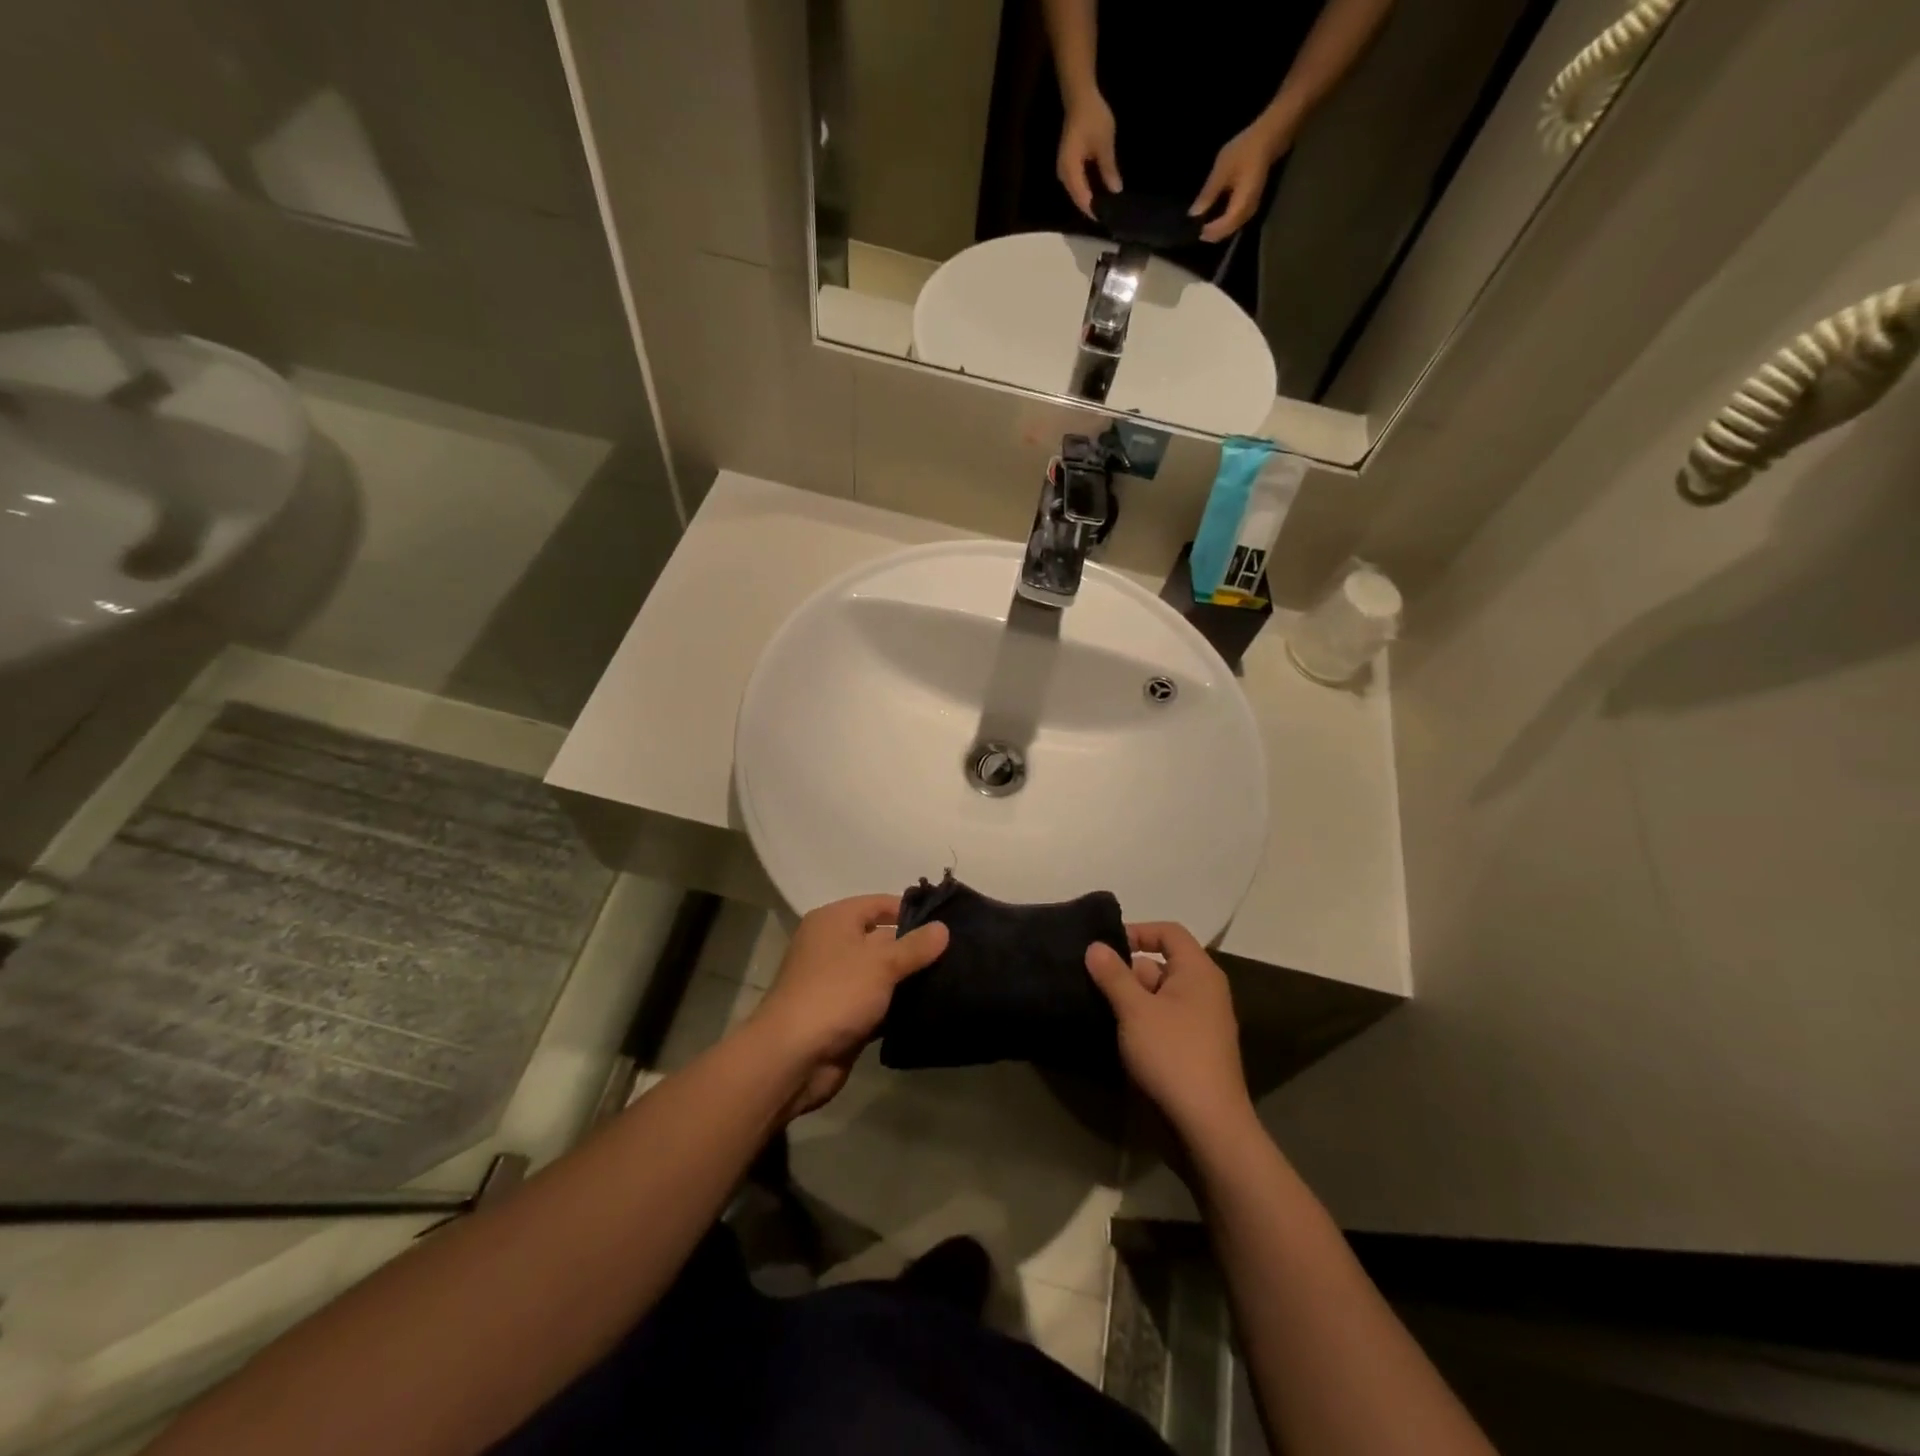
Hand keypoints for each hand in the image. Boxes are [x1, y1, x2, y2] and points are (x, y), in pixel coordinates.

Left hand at [753, 895, 947, 1117]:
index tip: (948, 924)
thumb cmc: (836, 994)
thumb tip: (943, 928)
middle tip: (956, 955)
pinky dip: (897, 1007)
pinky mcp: (842, 1015)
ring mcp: (836, 983)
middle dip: (915, 948)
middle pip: (882, 939)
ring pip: (881, 974)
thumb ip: (915, 946)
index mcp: (834, 921)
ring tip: (951, 981)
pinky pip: (876, 1003)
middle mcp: (832, 946)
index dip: (912, 912)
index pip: (879, 904)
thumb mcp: (881, 963)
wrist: (792, 1058)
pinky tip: (929, 1010)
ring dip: (908, 980)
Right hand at [1057, 92, 1120, 218]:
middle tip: (1111, 215)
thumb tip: (1116, 191)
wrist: (1079, 97)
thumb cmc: (1092, 118)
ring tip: (1107, 206)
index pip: (1083, 199)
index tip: (1109, 219)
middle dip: (1094, 208)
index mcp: (1071, 171)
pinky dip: (1089, 190)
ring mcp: (1065, 172)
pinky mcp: (1068, 167)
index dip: (1095, 210)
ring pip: (1078, 194)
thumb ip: (1109, 169)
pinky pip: (1078, 186)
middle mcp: (1064, 176)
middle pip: (1079, 200)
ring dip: (1091, 200)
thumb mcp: (1104, 144)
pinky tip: (1100, 192)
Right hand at [1085, 922, 1252, 1140]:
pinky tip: (1113, 1032)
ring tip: (1094, 1005)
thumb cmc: (1173, 1056)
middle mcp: (1203, 991)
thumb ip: (1114, 974)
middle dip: (1126, 971)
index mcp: (1198, 972)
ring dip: (1128, 999)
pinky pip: (1161, 1020)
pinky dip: (1138, 1021)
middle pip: (1160, 964)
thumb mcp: (1135, 1010)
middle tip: (1090, 981)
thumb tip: (1095, 945)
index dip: (1137, 931)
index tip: (1104, 947)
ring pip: (1156, 995)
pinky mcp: (1190, 1049)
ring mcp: (1198, 1022)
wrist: (1206, 1127)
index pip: (1169, 932)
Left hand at [1190, 122, 1288, 242]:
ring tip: (1208, 230)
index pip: (1225, 225)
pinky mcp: (1253, 200)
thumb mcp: (1222, 170)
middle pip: (1230, 229)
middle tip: (1200, 235)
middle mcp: (1249, 209)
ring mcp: (1253, 205)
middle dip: (1215, 234)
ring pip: (1235, 226)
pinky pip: (1239, 218)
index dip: (1211, 231)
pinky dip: (1228, 222)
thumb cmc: (1245, 150)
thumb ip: (1208, 193)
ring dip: (1222, 230)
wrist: (1269, 136)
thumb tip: (1194, 214)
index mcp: (1241, 203)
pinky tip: (1219, 219)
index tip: (1198, 233)